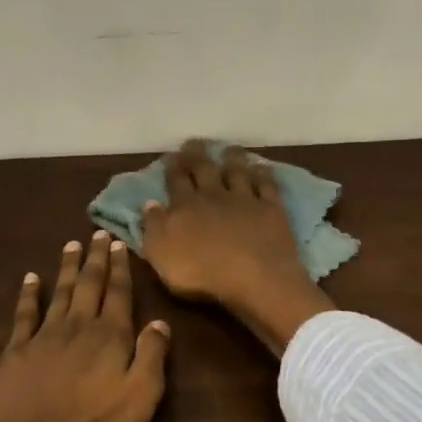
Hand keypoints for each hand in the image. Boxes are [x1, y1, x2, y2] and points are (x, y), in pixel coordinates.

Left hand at [0, 234, 170, 421]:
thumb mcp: (139, 401)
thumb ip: (152, 358)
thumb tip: (160, 322)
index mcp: (111, 339)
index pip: (119, 295)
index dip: (121, 269)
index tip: (119, 244)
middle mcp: (78, 328)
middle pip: (88, 286)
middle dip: (95, 260)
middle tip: (97, 233)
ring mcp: (42, 339)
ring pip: (59, 293)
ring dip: (67, 268)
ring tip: (71, 245)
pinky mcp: (14, 354)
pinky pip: (24, 314)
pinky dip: (28, 294)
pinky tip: (30, 279)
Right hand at [140, 140, 334, 353]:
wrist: (254, 278)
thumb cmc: (202, 274)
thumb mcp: (161, 255)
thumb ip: (153, 227)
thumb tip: (150, 203)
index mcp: (185, 207)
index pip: (176, 181)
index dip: (172, 168)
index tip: (171, 157)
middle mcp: (214, 196)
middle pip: (204, 169)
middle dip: (197, 155)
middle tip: (194, 143)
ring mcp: (245, 200)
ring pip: (237, 172)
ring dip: (232, 158)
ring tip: (228, 149)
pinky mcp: (271, 208)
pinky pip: (266, 185)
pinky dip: (263, 174)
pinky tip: (261, 167)